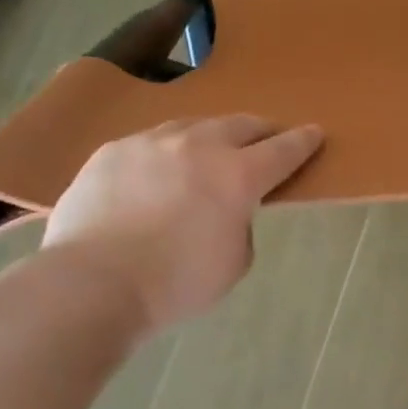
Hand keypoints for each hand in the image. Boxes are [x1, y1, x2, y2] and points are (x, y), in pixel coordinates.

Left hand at [44, 116, 323, 331]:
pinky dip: (166, 153)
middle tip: (265, 140)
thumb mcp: (234, 263)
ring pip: (193, 125)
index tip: (314, 133)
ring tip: (210, 150)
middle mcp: (199, 146)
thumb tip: (226, 211)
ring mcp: (152, 143)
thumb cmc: (175, 284)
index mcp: (238, 176)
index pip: (283, 150)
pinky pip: (150, 142)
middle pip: (241, 125)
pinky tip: (158, 171)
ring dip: (211, 136)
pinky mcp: (113, 151)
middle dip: (260, 131)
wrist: (93, 284)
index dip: (303, 141)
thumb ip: (241, 226)